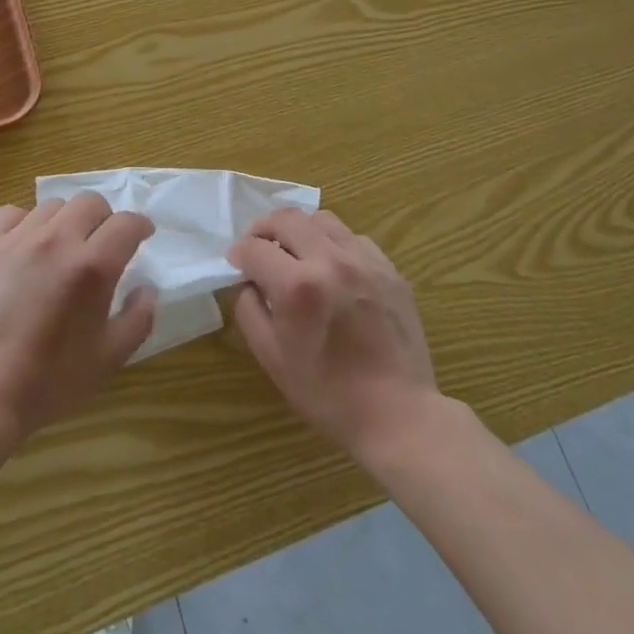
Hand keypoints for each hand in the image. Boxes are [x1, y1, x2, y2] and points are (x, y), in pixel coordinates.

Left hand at [0, 193, 156, 440]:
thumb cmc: (51, 380)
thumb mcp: (111, 357)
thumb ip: (138, 317)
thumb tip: (146, 288)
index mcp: (92, 266)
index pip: (126, 223)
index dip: (141, 227)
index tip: (142, 237)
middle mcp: (57, 241)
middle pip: (90, 202)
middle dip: (106, 218)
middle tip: (104, 244)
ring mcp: (18, 240)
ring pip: (54, 205)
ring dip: (68, 221)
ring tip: (65, 247)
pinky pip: (14, 213)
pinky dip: (28, 222)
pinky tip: (28, 246)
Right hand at [228, 208, 440, 465]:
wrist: (398, 415)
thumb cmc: (327, 394)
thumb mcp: (271, 357)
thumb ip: (249, 309)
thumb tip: (247, 280)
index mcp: (298, 286)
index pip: (254, 249)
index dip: (238, 253)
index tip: (235, 263)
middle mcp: (331, 261)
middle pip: (287, 218)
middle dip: (263, 229)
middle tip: (257, 248)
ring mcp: (365, 261)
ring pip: (321, 220)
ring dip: (299, 230)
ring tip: (294, 253)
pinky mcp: (389, 269)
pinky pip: (353, 238)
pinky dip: (333, 243)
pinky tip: (331, 269)